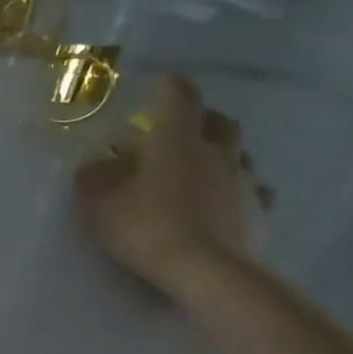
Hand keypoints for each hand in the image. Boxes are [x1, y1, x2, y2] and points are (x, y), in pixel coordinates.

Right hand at [73, 75, 272, 298]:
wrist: (207, 272)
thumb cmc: (146, 227)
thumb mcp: (99, 203)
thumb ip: (94, 178)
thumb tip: (96, 164)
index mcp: (176, 142)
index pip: (180, 99)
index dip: (171, 87)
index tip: (163, 81)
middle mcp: (217, 154)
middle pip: (220, 123)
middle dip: (202, 119)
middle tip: (180, 129)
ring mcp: (244, 183)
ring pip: (238, 156)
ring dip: (221, 155)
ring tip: (200, 169)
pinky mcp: (259, 213)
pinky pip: (251, 192)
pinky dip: (236, 191)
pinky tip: (223, 204)